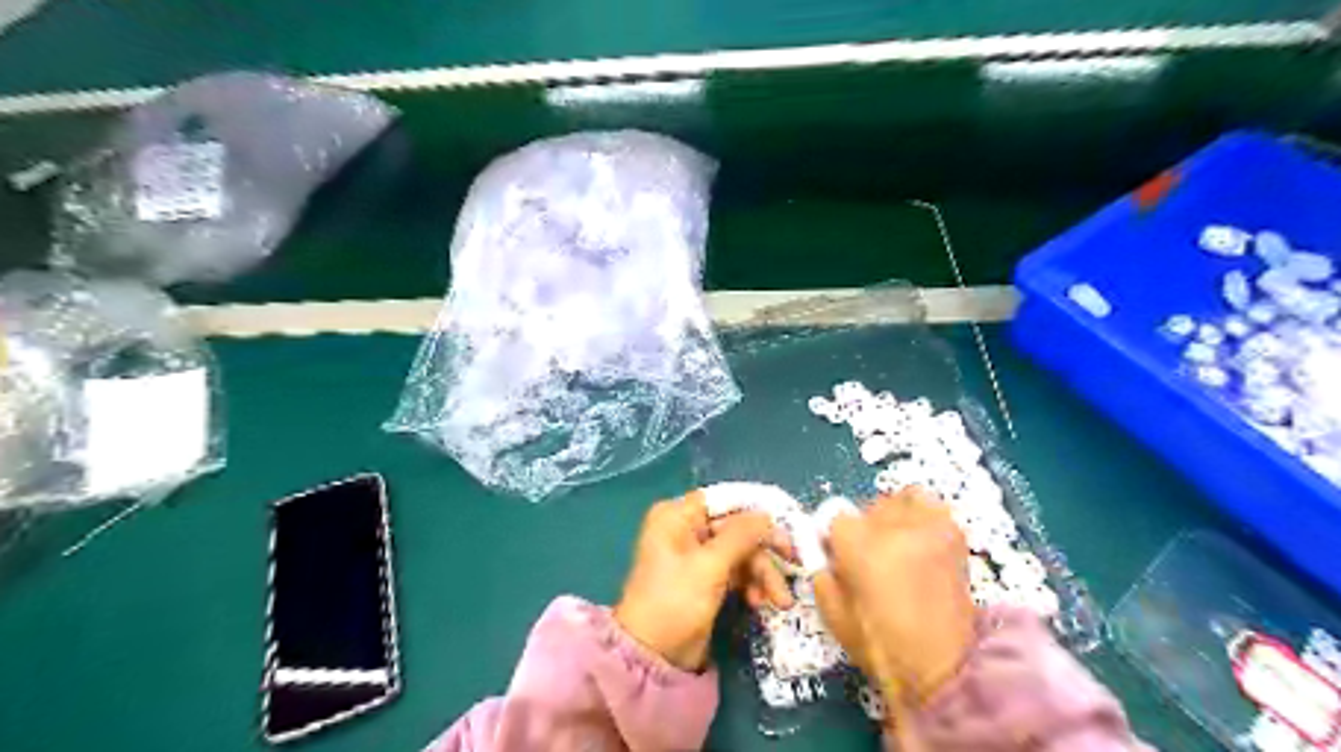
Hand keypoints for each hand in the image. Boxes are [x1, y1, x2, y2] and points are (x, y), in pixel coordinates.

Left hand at [619, 489, 793, 672]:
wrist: (653, 657)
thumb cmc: (675, 600)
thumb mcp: (710, 566)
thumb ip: (740, 536)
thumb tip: (766, 514)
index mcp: (676, 516)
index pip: (723, 500)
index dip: (753, 509)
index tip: (784, 521)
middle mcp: (685, 529)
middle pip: (735, 527)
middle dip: (763, 550)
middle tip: (792, 562)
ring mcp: (696, 555)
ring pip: (740, 551)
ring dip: (762, 573)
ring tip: (779, 600)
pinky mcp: (705, 579)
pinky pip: (735, 571)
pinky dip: (750, 584)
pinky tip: (759, 603)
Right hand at [818, 487, 977, 710]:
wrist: (941, 667)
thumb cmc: (879, 645)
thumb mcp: (831, 610)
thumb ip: (820, 567)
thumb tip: (821, 545)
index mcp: (858, 545)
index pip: (836, 517)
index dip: (836, 538)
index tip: (839, 556)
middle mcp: (892, 527)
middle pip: (868, 506)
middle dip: (864, 527)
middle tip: (869, 556)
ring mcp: (927, 527)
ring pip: (901, 499)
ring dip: (894, 517)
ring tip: (897, 543)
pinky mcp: (953, 534)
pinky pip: (932, 505)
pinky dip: (922, 516)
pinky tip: (919, 541)